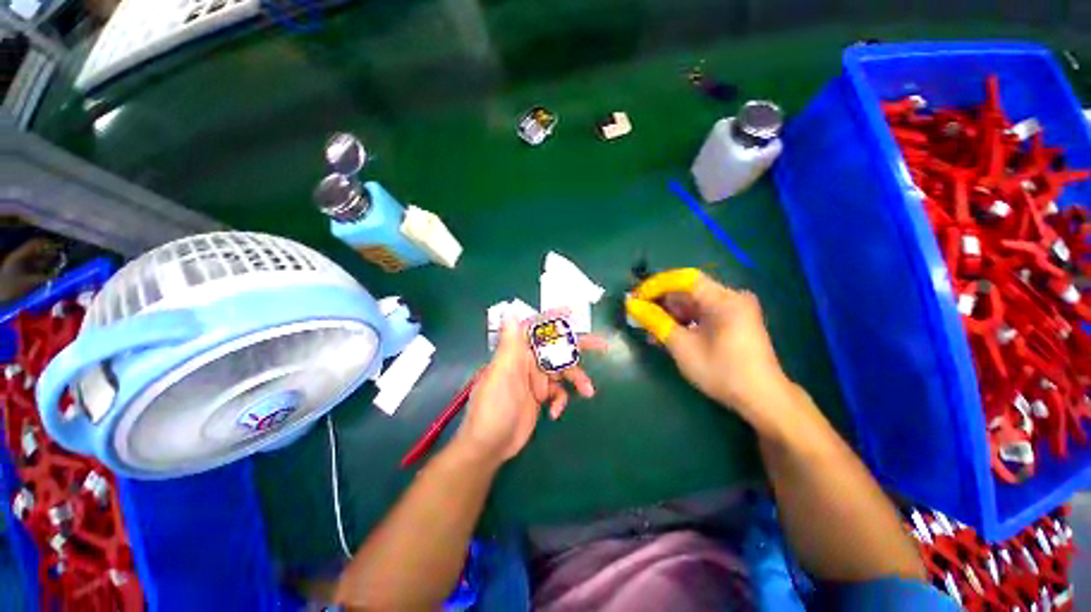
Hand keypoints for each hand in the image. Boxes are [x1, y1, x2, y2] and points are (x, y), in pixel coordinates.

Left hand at [455, 315, 606, 462]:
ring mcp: (535, 380)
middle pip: (556, 349)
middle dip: (578, 346)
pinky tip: (555, 412)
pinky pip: (558, 392)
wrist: (490, 446)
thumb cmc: (494, 407)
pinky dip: (561, 400)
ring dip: (576, 379)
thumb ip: (510, 343)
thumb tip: (510, 311)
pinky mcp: (540, 397)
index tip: (573, 312)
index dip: (554, 318)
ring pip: (562, 372)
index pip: (538, 328)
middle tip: (602, 345)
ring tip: (588, 391)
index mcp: (517, 352)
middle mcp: (527, 362)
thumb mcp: (501, 373)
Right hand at [625, 269, 790, 417]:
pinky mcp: (733, 319)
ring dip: (670, 312)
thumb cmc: (722, 372)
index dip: (656, 285)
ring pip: (693, 302)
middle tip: (638, 313)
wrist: (762, 398)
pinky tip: (667, 332)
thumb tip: (632, 305)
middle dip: (661, 300)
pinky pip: (702, 312)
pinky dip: (683, 320)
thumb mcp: (682, 347)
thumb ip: (656, 321)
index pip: (684, 278)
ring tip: (648, 326)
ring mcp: (734, 308)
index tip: (636, 297)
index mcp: (724, 299)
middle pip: (688, 290)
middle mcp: (731, 297)